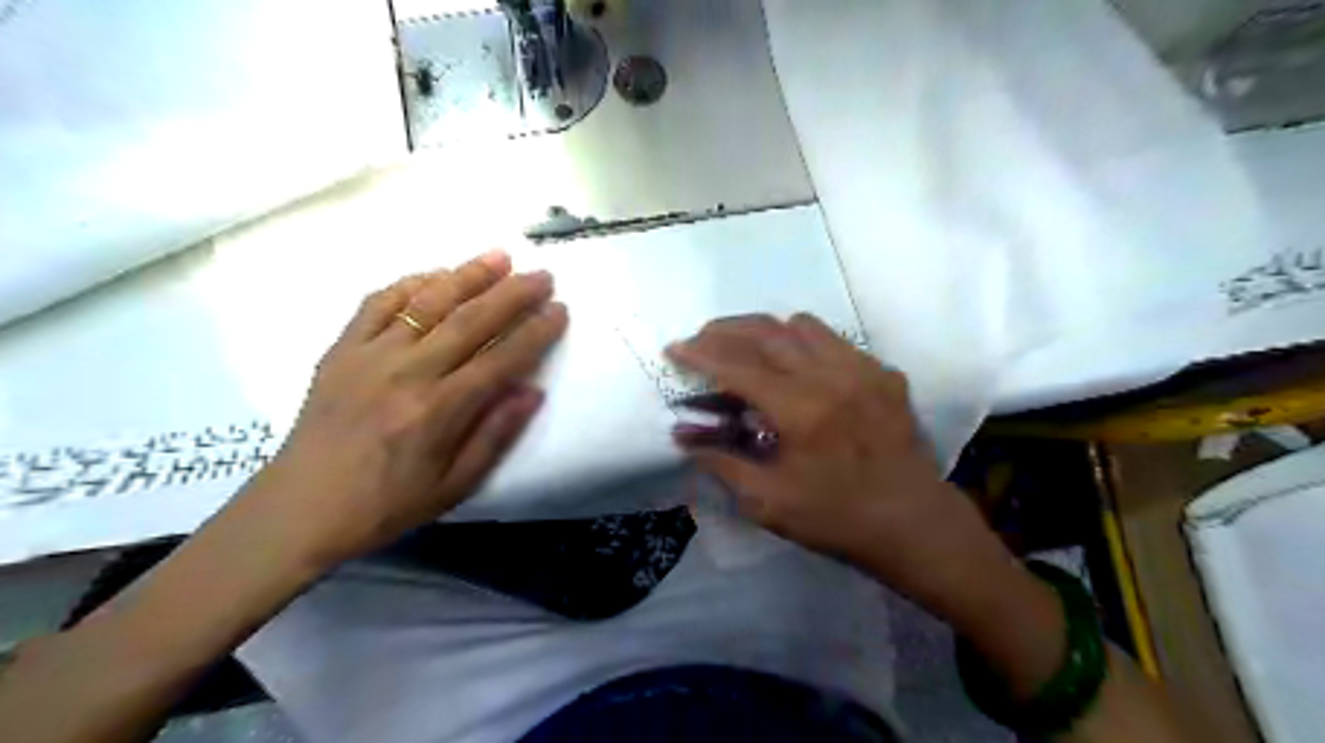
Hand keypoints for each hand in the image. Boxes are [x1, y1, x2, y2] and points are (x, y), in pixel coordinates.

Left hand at [240, 250, 563, 569]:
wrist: (302, 507)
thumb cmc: (388, 503)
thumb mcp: (455, 485)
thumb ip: (495, 435)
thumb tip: (533, 391)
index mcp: (439, 411)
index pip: (501, 359)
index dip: (536, 333)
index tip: (560, 311)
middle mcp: (408, 373)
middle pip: (470, 320)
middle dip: (512, 294)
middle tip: (542, 275)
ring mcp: (369, 355)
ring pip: (427, 302)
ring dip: (467, 275)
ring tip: (499, 257)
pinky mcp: (341, 349)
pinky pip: (377, 303)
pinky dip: (410, 283)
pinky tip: (435, 275)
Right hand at [669, 314, 1010, 608]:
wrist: (913, 523)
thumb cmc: (836, 518)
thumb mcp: (768, 502)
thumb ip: (722, 462)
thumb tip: (683, 435)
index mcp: (800, 409)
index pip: (738, 367)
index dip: (700, 354)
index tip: (673, 347)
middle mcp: (831, 376)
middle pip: (767, 332)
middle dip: (725, 331)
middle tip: (701, 340)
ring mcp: (863, 369)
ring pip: (803, 326)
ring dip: (766, 331)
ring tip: (747, 350)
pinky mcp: (884, 373)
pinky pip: (836, 341)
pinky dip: (805, 344)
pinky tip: (798, 368)